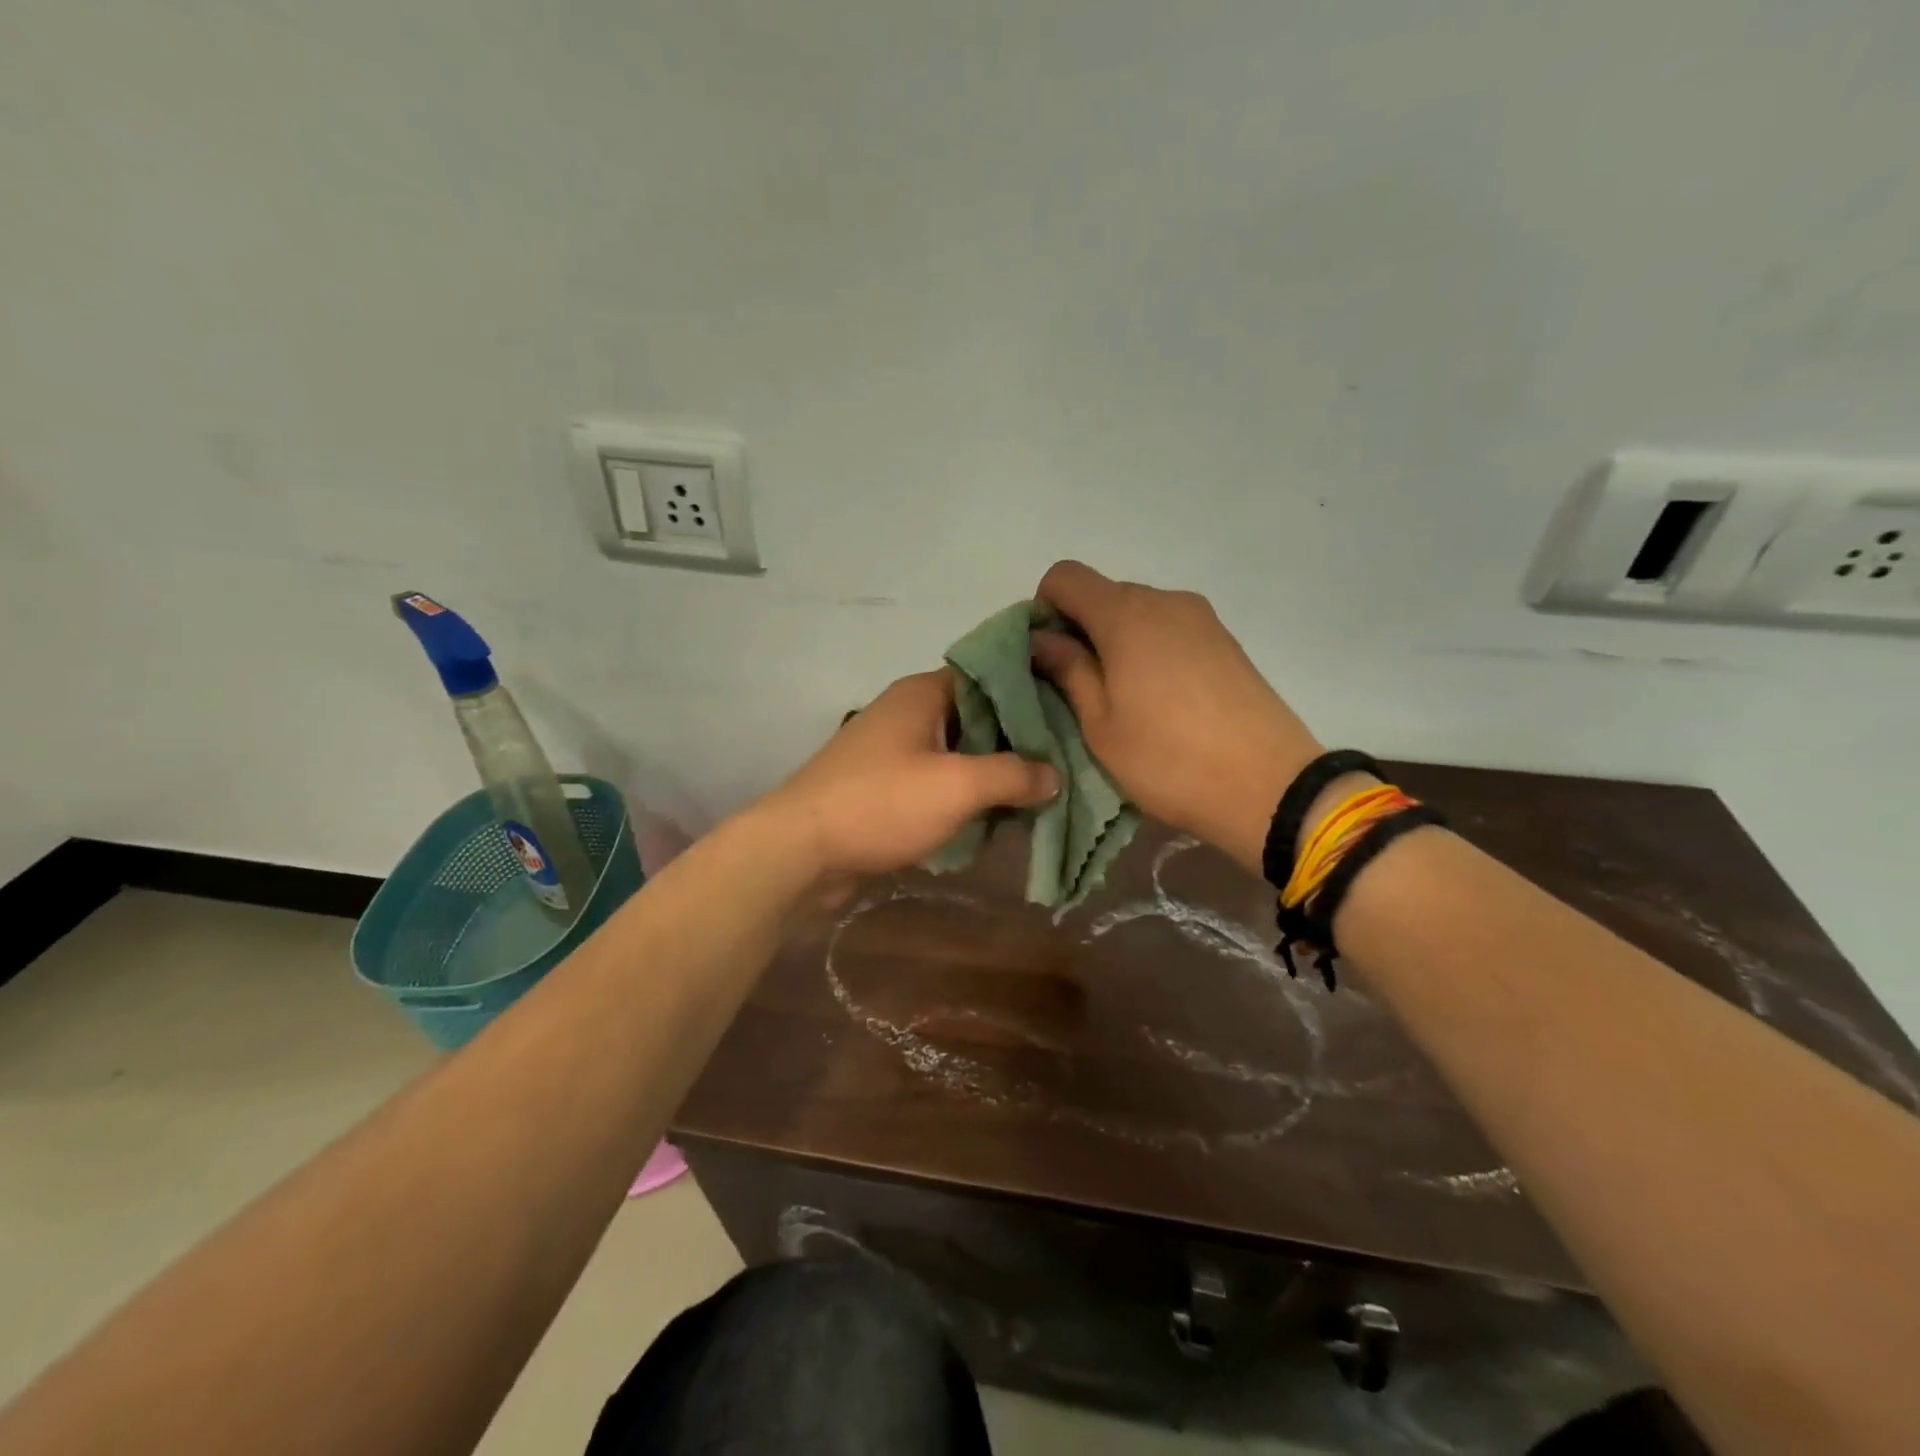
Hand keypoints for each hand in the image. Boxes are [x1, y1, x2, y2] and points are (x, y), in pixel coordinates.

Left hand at [764, 670, 1058, 879]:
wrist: (800, 850)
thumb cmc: (881, 803)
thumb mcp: (957, 786)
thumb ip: (1013, 775)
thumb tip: (1053, 775)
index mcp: (923, 694)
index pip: (989, 674)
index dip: (1030, 690)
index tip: (1070, 711)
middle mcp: (908, 713)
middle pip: (977, 716)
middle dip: (1018, 740)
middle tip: (1065, 759)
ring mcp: (894, 751)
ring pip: (959, 752)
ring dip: (993, 772)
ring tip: (1041, 791)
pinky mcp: (886, 786)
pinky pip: (938, 781)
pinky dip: (966, 794)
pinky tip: (997, 816)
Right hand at [1031, 560, 1322, 873]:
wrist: (1269, 786)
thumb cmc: (1168, 760)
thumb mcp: (1101, 724)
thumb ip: (1068, 670)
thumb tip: (1040, 638)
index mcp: (1125, 615)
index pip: (1065, 577)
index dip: (1044, 610)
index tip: (1048, 658)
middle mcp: (1165, 600)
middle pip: (1103, 594)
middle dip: (1080, 630)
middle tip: (1079, 688)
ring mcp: (1201, 618)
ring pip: (1138, 613)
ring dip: (1116, 643)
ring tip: (1123, 699)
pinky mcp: (1225, 640)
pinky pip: (1170, 629)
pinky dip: (1150, 650)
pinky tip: (1160, 699)